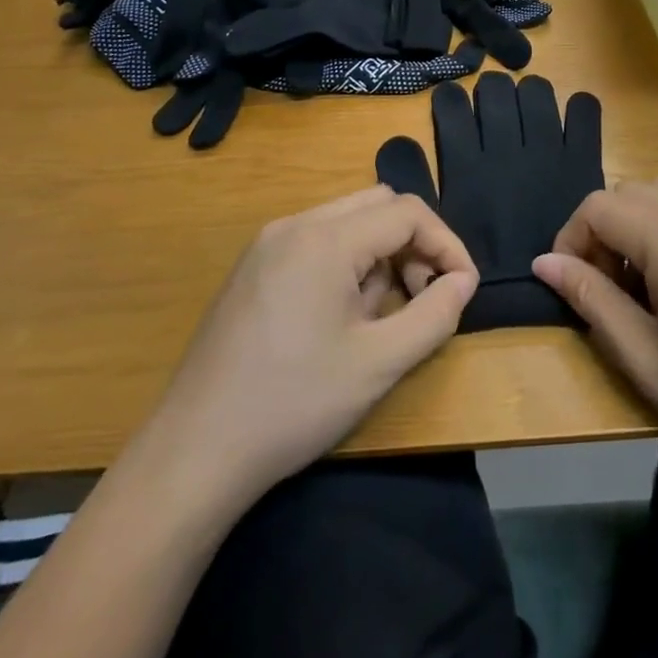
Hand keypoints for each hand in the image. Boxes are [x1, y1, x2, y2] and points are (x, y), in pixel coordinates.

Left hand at [152, 187, 477, 506]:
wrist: (194, 452)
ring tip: (379, 315)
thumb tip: (463, 281)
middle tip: (423, 296)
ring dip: (380, 253)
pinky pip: (316, 241)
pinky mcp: (252, 267)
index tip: (463, 289)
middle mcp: (294, 225)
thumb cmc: (294, 404)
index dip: (447, 244)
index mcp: (325, 239)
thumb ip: (435, 314)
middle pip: (377, 205)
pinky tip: (340, 317)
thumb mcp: (380, 364)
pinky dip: (347, 262)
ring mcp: (267, 244)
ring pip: (347, 221)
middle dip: (414, 243)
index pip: (407, 212)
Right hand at [534, 178, 657, 501]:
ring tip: (640, 286)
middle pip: (630, 191)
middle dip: (602, 229)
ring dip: (635, 224)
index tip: (570, 285)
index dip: (571, 238)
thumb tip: (543, 262)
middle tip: (606, 289)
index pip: (599, 206)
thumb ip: (591, 299)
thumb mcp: (645, 358)